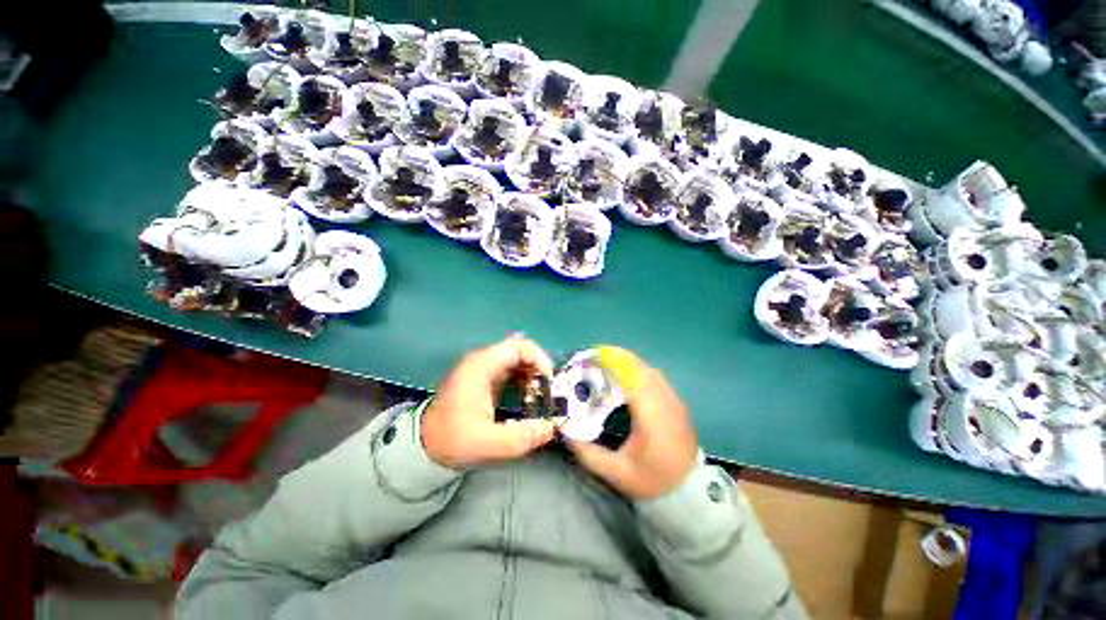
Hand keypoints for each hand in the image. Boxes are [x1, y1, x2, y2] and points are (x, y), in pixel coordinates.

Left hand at [422, 336, 558, 469]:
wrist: (426, 444)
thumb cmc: (453, 440)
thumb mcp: (488, 444)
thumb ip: (522, 437)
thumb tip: (551, 427)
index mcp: (481, 367)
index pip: (518, 346)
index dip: (539, 359)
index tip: (548, 381)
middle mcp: (483, 361)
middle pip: (520, 350)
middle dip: (538, 368)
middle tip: (545, 392)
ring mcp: (483, 367)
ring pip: (517, 359)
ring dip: (532, 374)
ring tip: (537, 397)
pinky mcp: (485, 377)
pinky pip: (511, 369)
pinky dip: (524, 379)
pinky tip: (526, 397)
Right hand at [566, 346, 698, 499]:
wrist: (690, 493)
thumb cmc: (652, 482)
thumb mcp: (616, 473)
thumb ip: (588, 453)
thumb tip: (566, 433)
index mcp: (651, 417)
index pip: (633, 378)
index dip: (613, 363)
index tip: (593, 358)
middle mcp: (665, 402)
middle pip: (641, 368)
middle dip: (617, 358)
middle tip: (595, 360)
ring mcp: (674, 401)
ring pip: (649, 370)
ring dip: (628, 363)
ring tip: (607, 366)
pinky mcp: (677, 403)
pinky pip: (656, 378)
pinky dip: (639, 371)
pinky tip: (626, 378)